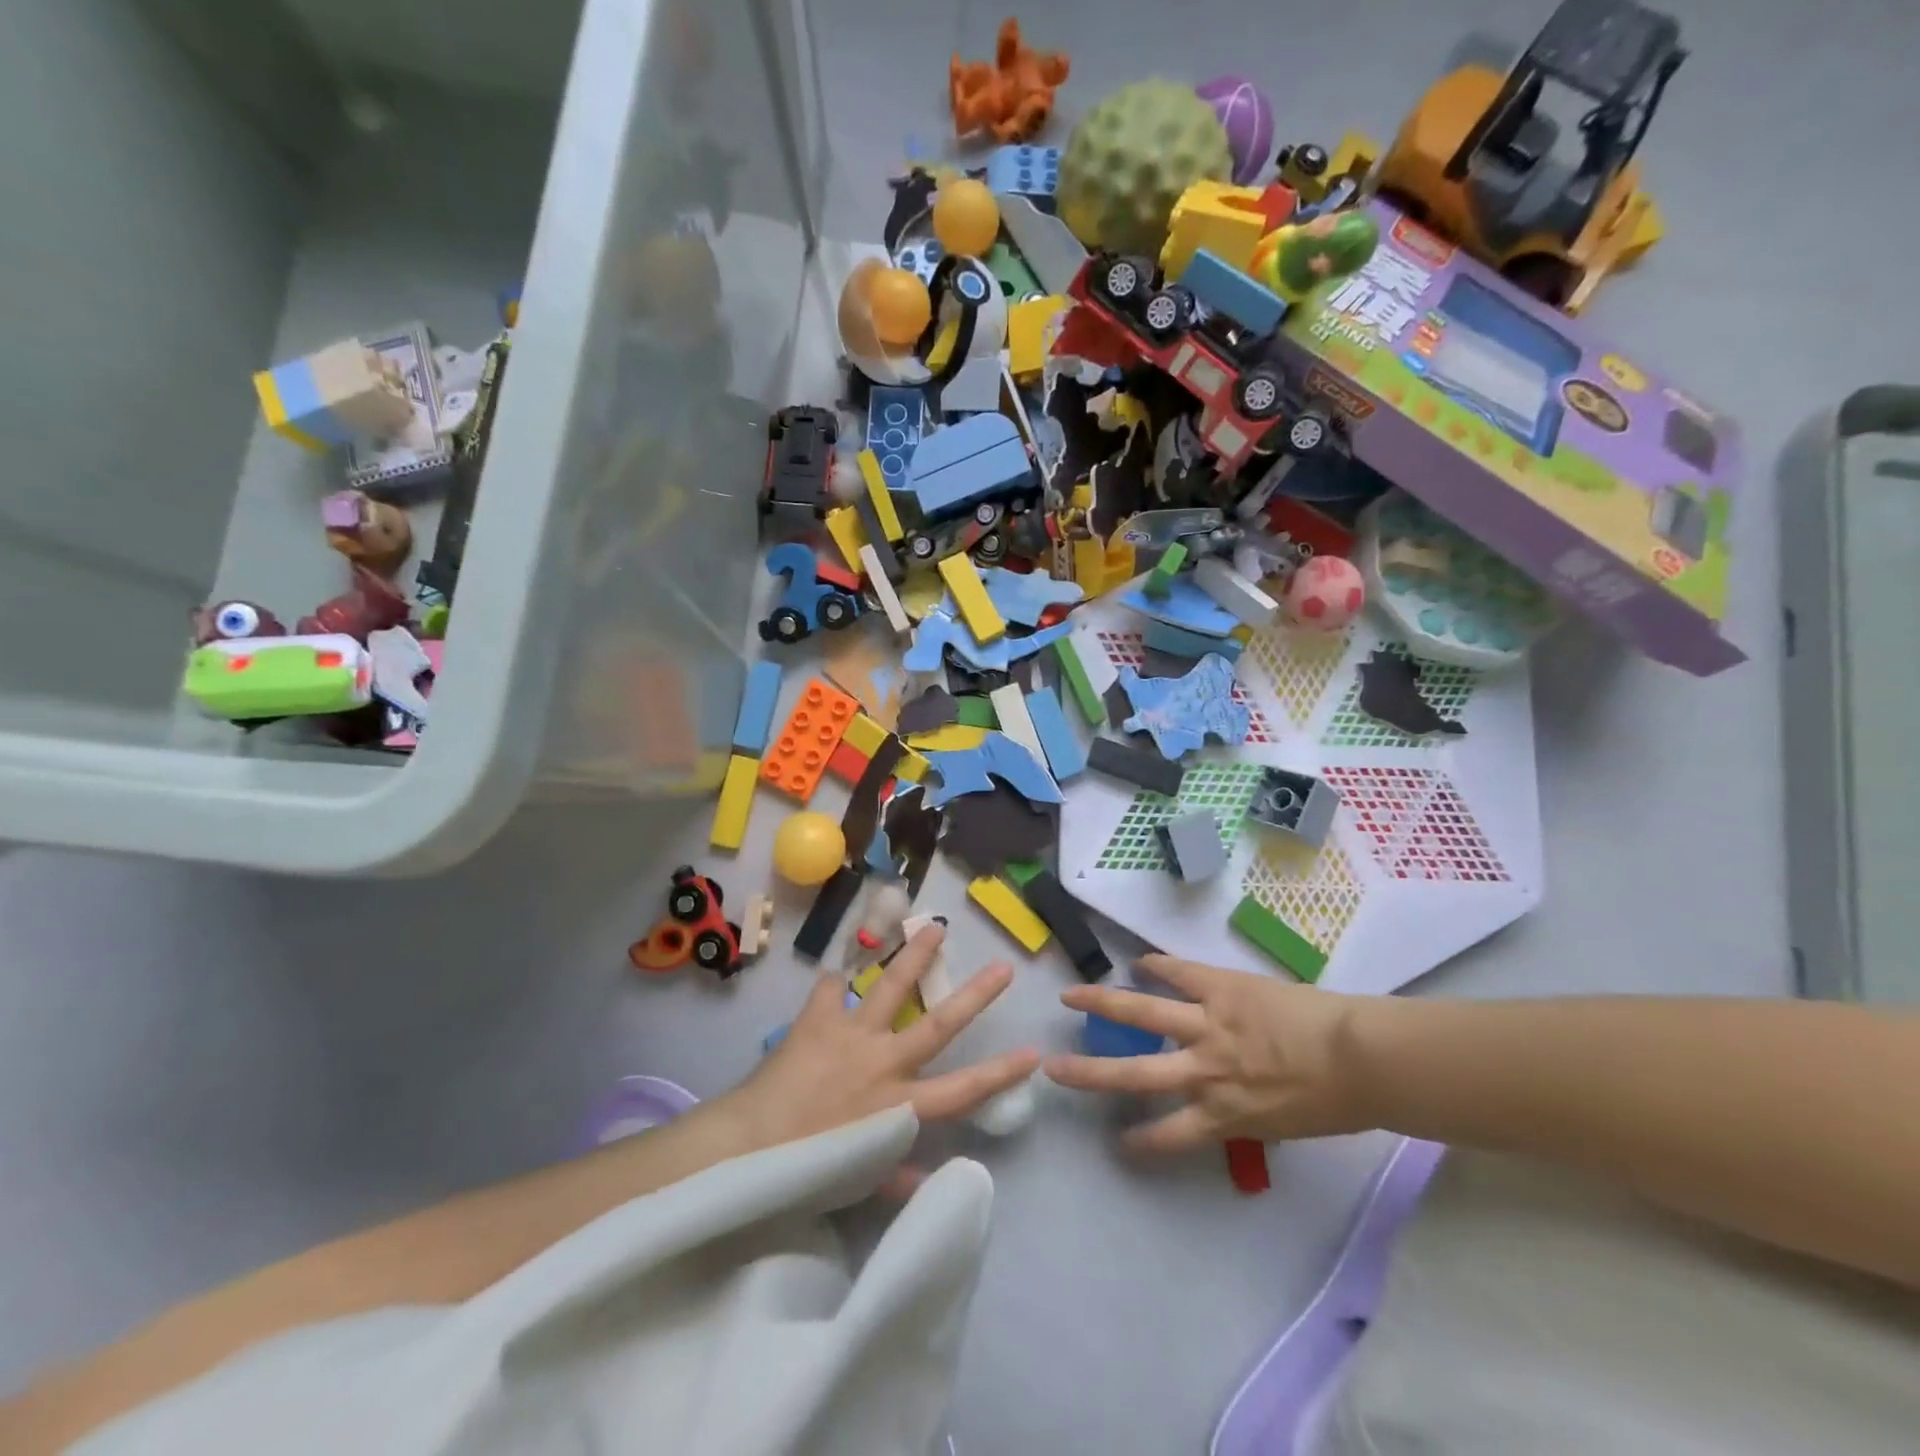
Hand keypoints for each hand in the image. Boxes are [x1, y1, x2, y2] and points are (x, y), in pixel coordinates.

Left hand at [724, 924, 1040, 1160]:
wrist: (749, 1145)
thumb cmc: (807, 1170)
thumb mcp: (858, 1180)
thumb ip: (895, 1174)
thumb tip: (928, 1179)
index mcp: (899, 1106)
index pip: (962, 1090)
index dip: (1001, 1072)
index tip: (1033, 1051)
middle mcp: (884, 1064)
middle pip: (939, 1025)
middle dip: (974, 997)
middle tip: (1003, 968)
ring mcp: (853, 1036)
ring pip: (892, 988)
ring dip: (915, 956)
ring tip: (935, 926)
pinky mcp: (818, 1020)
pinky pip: (829, 991)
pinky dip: (833, 984)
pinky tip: (835, 976)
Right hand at [1043, 954, 1373, 1152]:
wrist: (1362, 1058)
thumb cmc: (1334, 1101)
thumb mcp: (1282, 1123)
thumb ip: (1245, 1112)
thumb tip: (1226, 1100)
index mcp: (1222, 1114)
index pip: (1168, 1135)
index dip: (1140, 1142)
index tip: (1118, 1144)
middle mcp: (1203, 1071)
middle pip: (1134, 1074)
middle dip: (1090, 1072)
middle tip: (1053, 1068)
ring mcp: (1207, 1025)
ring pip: (1142, 1012)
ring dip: (1103, 1003)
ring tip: (1071, 996)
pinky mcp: (1221, 988)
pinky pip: (1179, 973)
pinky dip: (1158, 967)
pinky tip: (1138, 962)